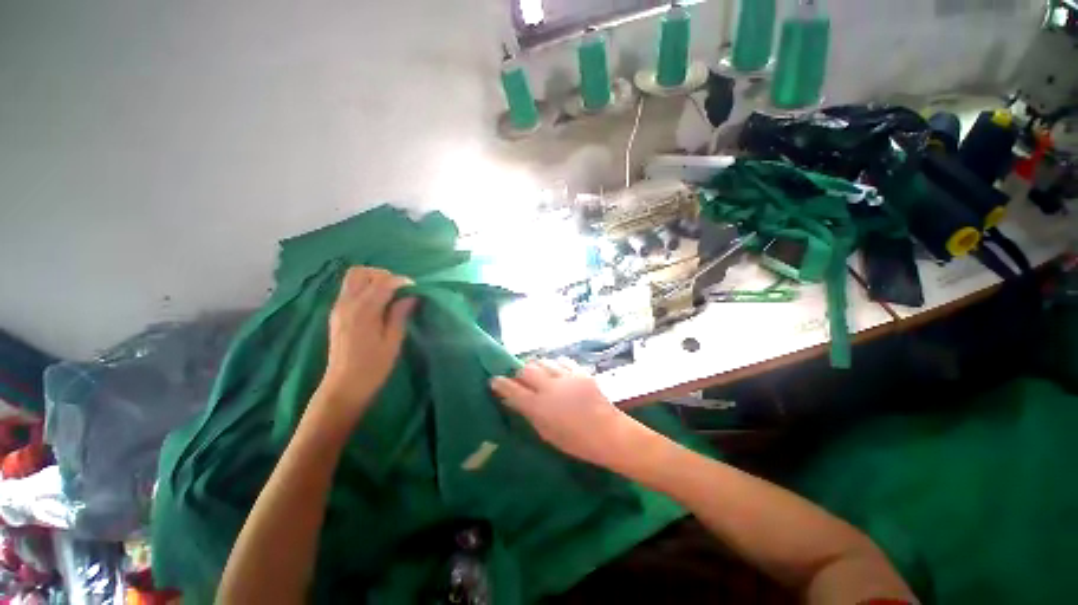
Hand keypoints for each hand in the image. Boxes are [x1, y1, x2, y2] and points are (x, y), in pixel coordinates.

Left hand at [317, 267, 415, 423]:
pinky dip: (365, 288)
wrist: (344, 386)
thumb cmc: (373, 367)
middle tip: (399, 288)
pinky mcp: (336, 314)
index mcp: (363, 311)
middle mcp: (347, 304)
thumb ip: (400, 314)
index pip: (383, 283)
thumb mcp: (393, 341)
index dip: (401, 281)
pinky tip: (378, 303)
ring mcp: (338, 308)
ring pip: (353, 278)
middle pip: (361, 272)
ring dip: (373, 280)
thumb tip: (411, 296)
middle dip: (383, 275)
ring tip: (390, 294)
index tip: (415, 288)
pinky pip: (350, 289)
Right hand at [491, 359, 643, 469]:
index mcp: (540, 407)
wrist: (608, 433)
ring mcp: (566, 377)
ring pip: (543, 361)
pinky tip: (557, 371)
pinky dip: (555, 365)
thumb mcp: (546, 432)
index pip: (513, 390)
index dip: (500, 384)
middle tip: (521, 379)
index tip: (494, 380)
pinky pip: (562, 361)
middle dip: (520, 372)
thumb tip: (511, 400)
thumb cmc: (575, 441)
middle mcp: (550, 388)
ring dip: (538, 366)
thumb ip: (528, 413)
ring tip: (540, 374)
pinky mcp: (580, 372)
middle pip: (526, 369)